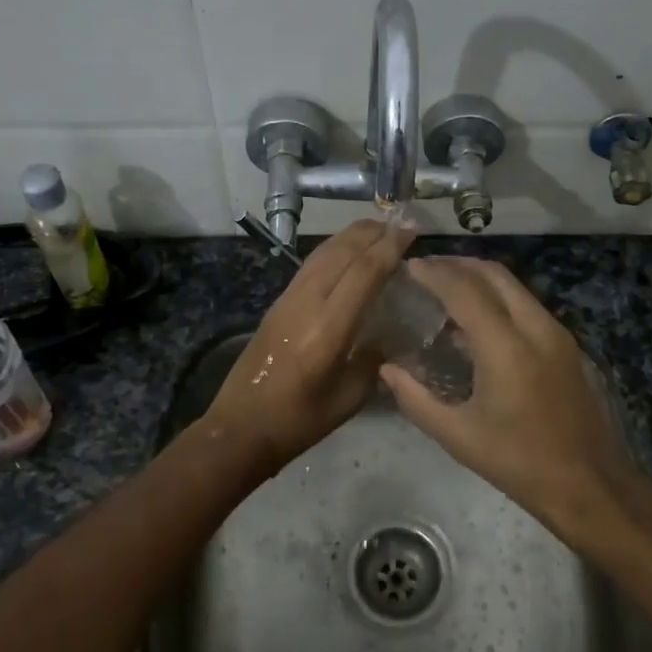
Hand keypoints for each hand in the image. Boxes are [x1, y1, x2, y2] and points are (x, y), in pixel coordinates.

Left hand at [200, 218, 416, 477]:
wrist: (239, 428)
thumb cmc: (298, 420)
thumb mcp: (349, 398)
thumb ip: (372, 361)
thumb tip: (387, 336)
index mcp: (328, 329)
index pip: (364, 273)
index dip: (390, 247)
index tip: (412, 230)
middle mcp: (306, 303)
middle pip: (342, 252)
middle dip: (372, 232)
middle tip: (400, 223)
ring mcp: (287, 300)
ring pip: (323, 253)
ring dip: (351, 236)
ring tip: (378, 229)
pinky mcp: (276, 304)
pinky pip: (310, 265)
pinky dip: (333, 251)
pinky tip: (346, 253)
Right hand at [379, 257, 651, 549]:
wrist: (590, 485)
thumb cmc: (519, 463)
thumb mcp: (458, 436)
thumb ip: (416, 399)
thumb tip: (386, 370)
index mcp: (506, 347)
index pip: (464, 291)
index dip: (434, 273)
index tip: (408, 266)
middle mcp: (535, 328)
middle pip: (494, 274)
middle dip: (458, 264)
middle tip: (426, 269)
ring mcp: (557, 334)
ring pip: (514, 286)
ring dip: (480, 278)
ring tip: (446, 288)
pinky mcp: (567, 346)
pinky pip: (527, 305)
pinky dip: (499, 298)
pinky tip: (477, 321)